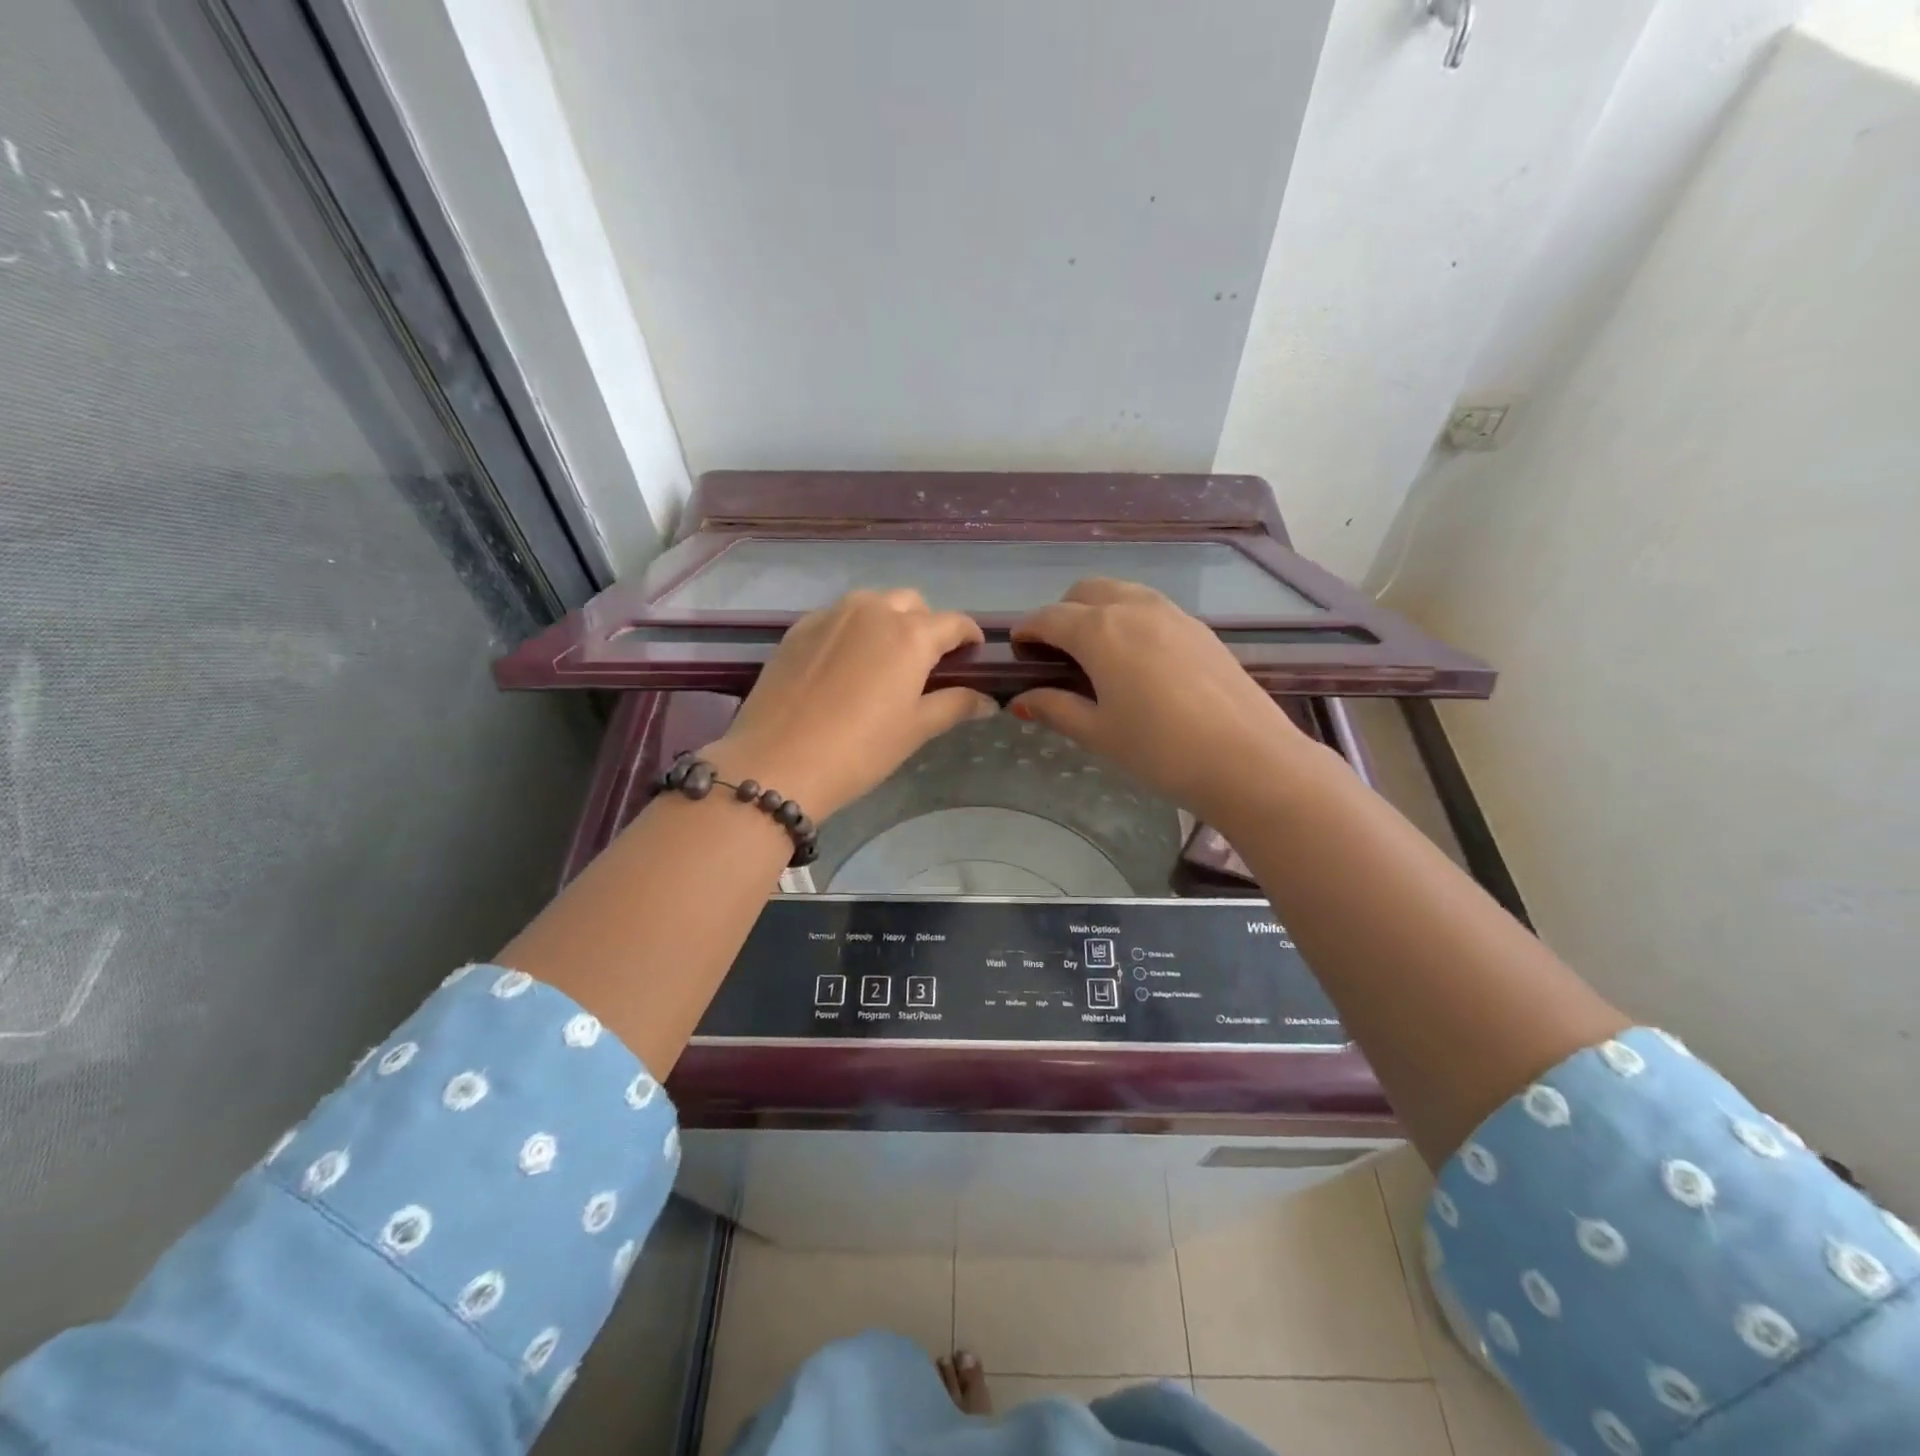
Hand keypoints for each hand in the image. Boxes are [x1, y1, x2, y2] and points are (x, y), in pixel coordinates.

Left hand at [703, 590, 995, 820]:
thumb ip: (955, 706)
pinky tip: (844, 665)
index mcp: (910, 634)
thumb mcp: (915, 730)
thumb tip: (988, 700)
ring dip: (888, 621)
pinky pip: (837, 616)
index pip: (954, 622)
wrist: (777, 763)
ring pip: (872, 603)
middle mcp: (872, 611)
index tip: (972, 656)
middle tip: (925, 664)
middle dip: (926, 625)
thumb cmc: (859, 750)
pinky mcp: (798, 628)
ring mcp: (830, 615)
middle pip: (912, 603)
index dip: (969, 638)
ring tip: (883, 660)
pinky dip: (852, 630)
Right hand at [1008, 579, 1316, 825]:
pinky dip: (1130, 619)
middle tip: (1056, 654)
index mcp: (1100, 631)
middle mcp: (1134, 608)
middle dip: (1061, 614)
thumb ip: (1055, 709)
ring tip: (1096, 655)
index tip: (1017, 649)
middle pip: (1085, 592)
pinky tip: (1137, 661)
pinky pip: (1152, 608)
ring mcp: (1173, 613)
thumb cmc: (1160, 750)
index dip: (1027, 630)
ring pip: (1122, 593)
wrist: (1248, 759)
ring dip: (1097, 611)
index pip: (1049, 617)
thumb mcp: (1098, 733)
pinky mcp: (1200, 628)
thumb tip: (1022, 699)